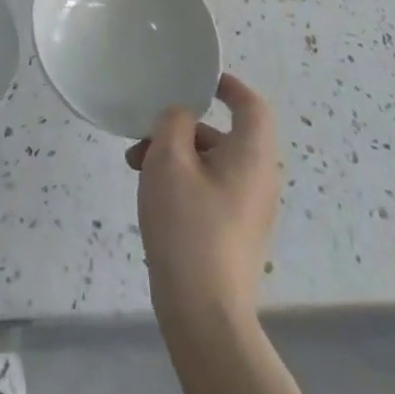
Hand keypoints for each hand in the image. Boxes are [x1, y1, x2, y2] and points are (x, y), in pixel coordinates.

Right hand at [126, 73, 280, 320]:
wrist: (204, 313)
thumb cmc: (188, 224)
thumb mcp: (169, 159)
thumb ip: (173, 122)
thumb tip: (182, 118)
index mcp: (252, 155)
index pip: (252, 105)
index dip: (228, 86)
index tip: (199, 80)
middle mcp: (259, 179)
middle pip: (224, 134)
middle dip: (181, 127)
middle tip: (144, 135)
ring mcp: (249, 210)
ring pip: (211, 163)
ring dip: (175, 155)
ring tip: (135, 167)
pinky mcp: (235, 234)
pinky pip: (210, 189)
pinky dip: (183, 180)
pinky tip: (152, 196)